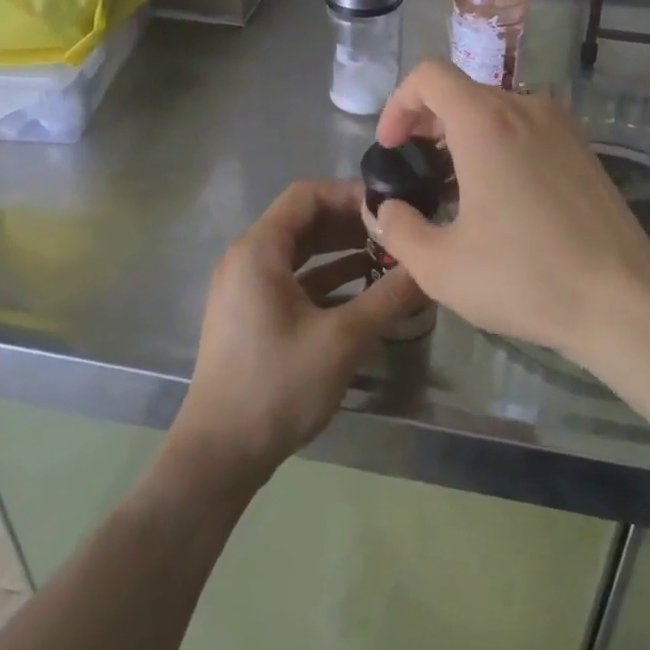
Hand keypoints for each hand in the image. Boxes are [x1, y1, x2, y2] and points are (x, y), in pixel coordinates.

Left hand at [170, 180, 425, 483]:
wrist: (218, 456)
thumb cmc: (277, 386)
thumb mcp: (343, 340)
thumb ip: (389, 298)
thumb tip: (430, 269)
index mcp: (258, 249)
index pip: (307, 194)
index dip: (349, 194)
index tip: (390, 208)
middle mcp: (246, 258)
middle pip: (303, 220)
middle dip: (350, 223)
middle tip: (394, 234)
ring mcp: (245, 287)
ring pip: (299, 251)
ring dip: (340, 250)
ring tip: (386, 258)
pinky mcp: (250, 314)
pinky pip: (291, 278)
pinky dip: (325, 277)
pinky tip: (361, 290)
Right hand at [370, 61, 649, 357]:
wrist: (623, 301)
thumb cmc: (525, 278)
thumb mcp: (441, 267)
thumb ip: (397, 230)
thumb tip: (385, 210)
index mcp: (485, 122)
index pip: (429, 76)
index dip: (399, 104)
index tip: (392, 147)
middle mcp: (524, 107)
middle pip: (461, 90)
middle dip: (427, 122)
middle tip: (416, 168)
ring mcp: (560, 125)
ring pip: (495, 109)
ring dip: (463, 134)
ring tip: (455, 186)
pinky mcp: (582, 147)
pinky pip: (526, 127)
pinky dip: (498, 143)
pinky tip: (501, 196)